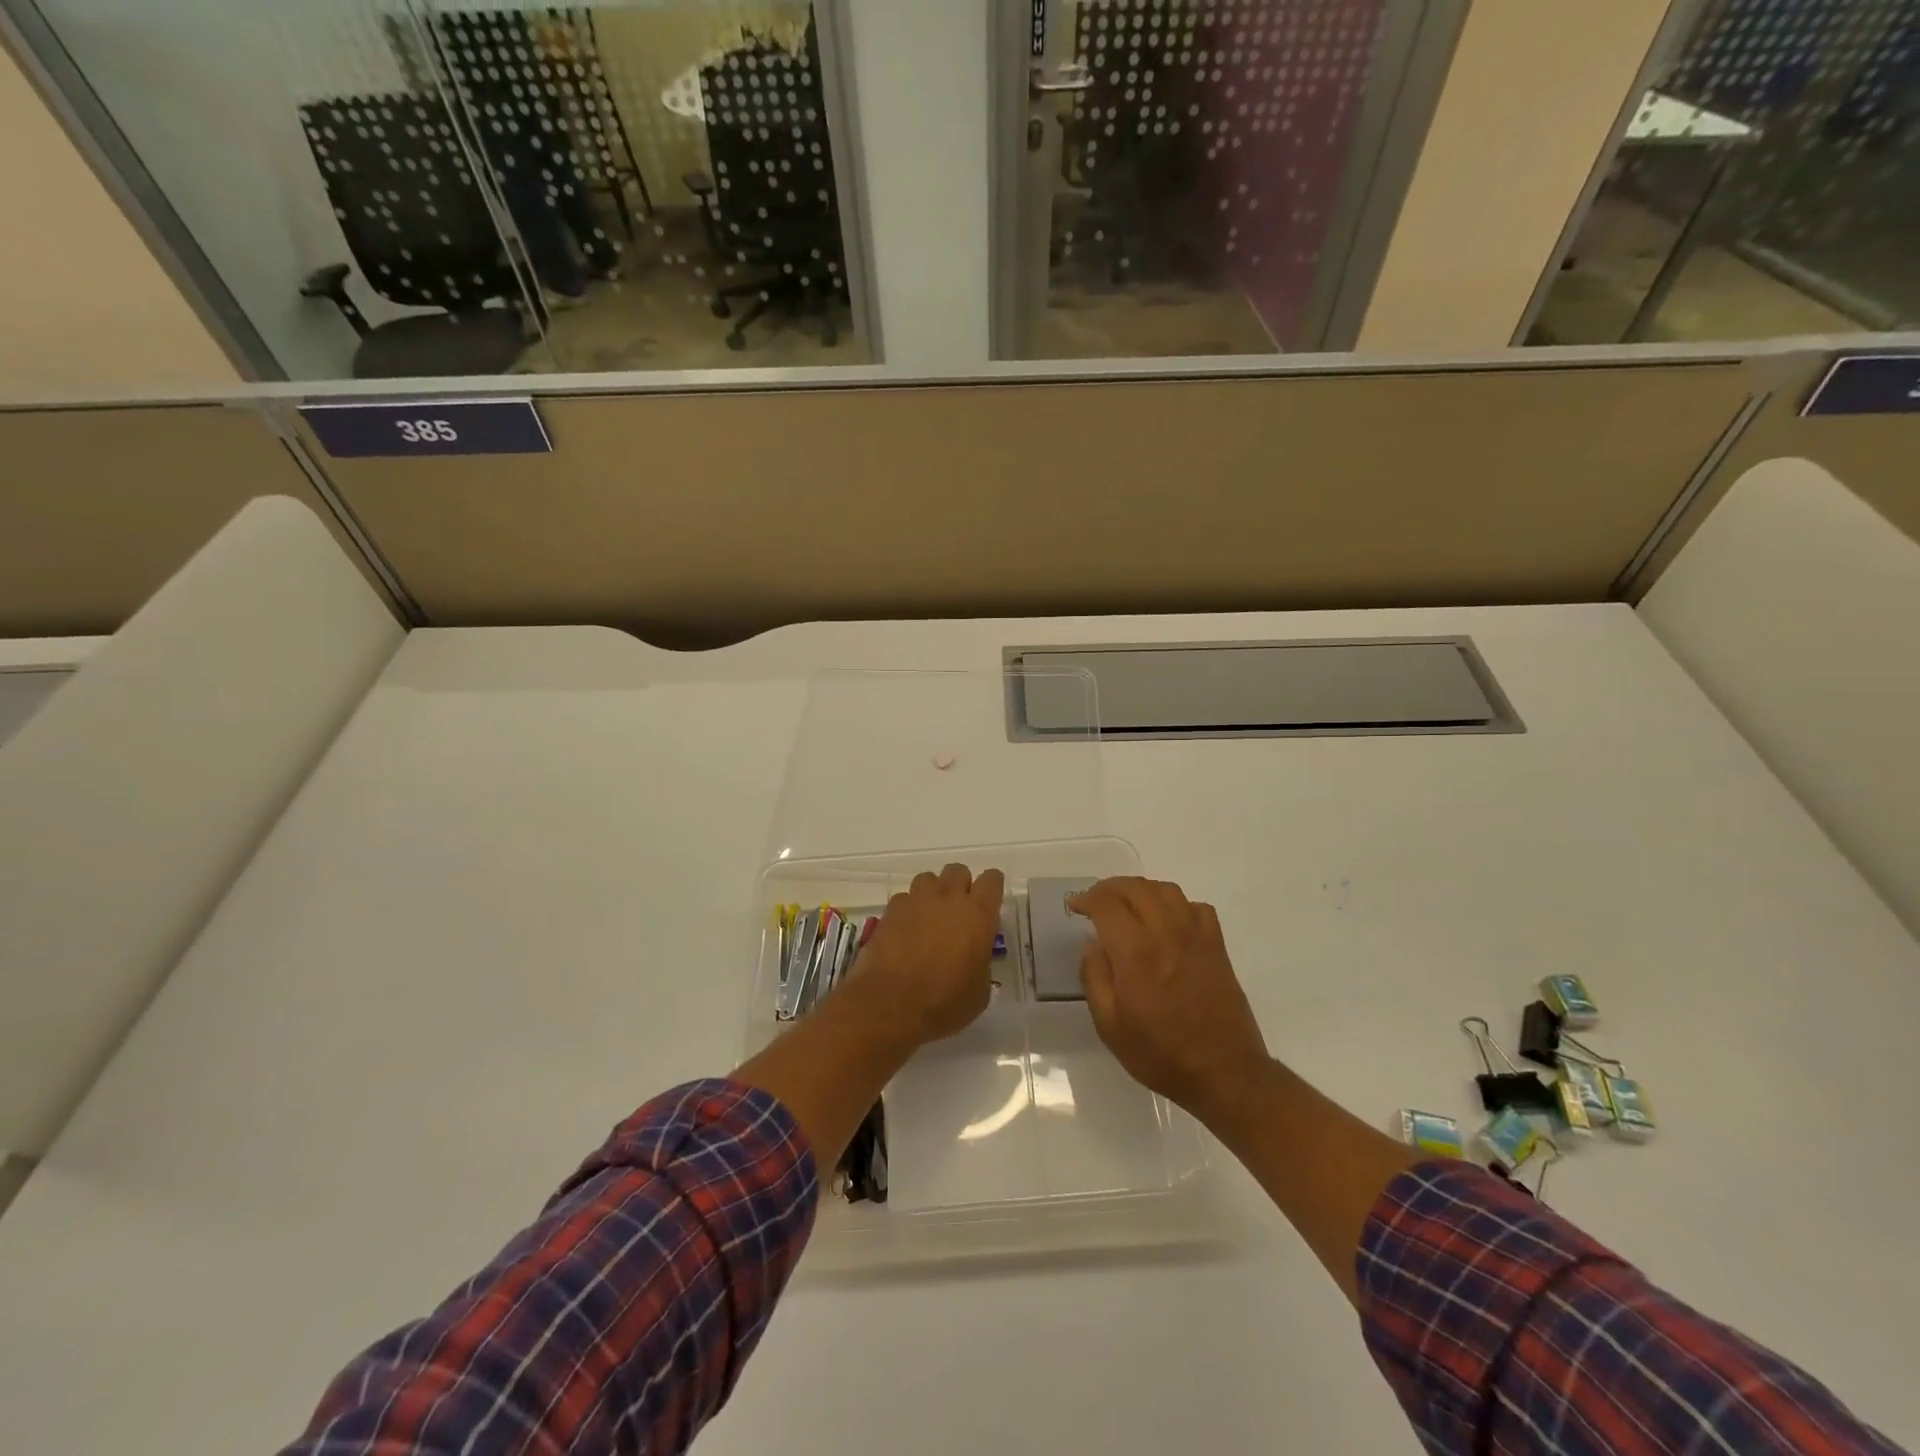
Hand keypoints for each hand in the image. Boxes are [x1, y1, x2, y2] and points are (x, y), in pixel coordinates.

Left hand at [844, 864, 1004, 1046]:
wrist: (890, 1004)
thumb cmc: (944, 1002)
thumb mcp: (979, 992)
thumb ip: (981, 965)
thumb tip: (974, 961)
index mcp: (978, 914)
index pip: (992, 880)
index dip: (992, 888)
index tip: (989, 904)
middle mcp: (948, 898)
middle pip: (958, 871)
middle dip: (960, 886)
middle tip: (958, 912)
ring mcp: (916, 900)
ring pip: (928, 879)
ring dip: (932, 893)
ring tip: (929, 918)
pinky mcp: (890, 910)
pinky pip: (904, 898)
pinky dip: (908, 909)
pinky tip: (905, 930)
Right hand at [1070, 877, 1269, 1121]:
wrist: (1224, 1073)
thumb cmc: (1160, 1054)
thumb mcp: (1110, 1026)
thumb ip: (1095, 978)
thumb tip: (1091, 944)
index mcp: (1135, 953)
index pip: (1107, 904)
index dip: (1086, 898)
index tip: (1075, 906)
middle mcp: (1166, 933)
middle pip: (1135, 888)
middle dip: (1109, 888)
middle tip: (1095, 901)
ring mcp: (1196, 936)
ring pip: (1166, 890)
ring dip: (1141, 889)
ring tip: (1127, 904)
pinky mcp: (1217, 946)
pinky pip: (1196, 907)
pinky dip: (1176, 904)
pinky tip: (1167, 920)